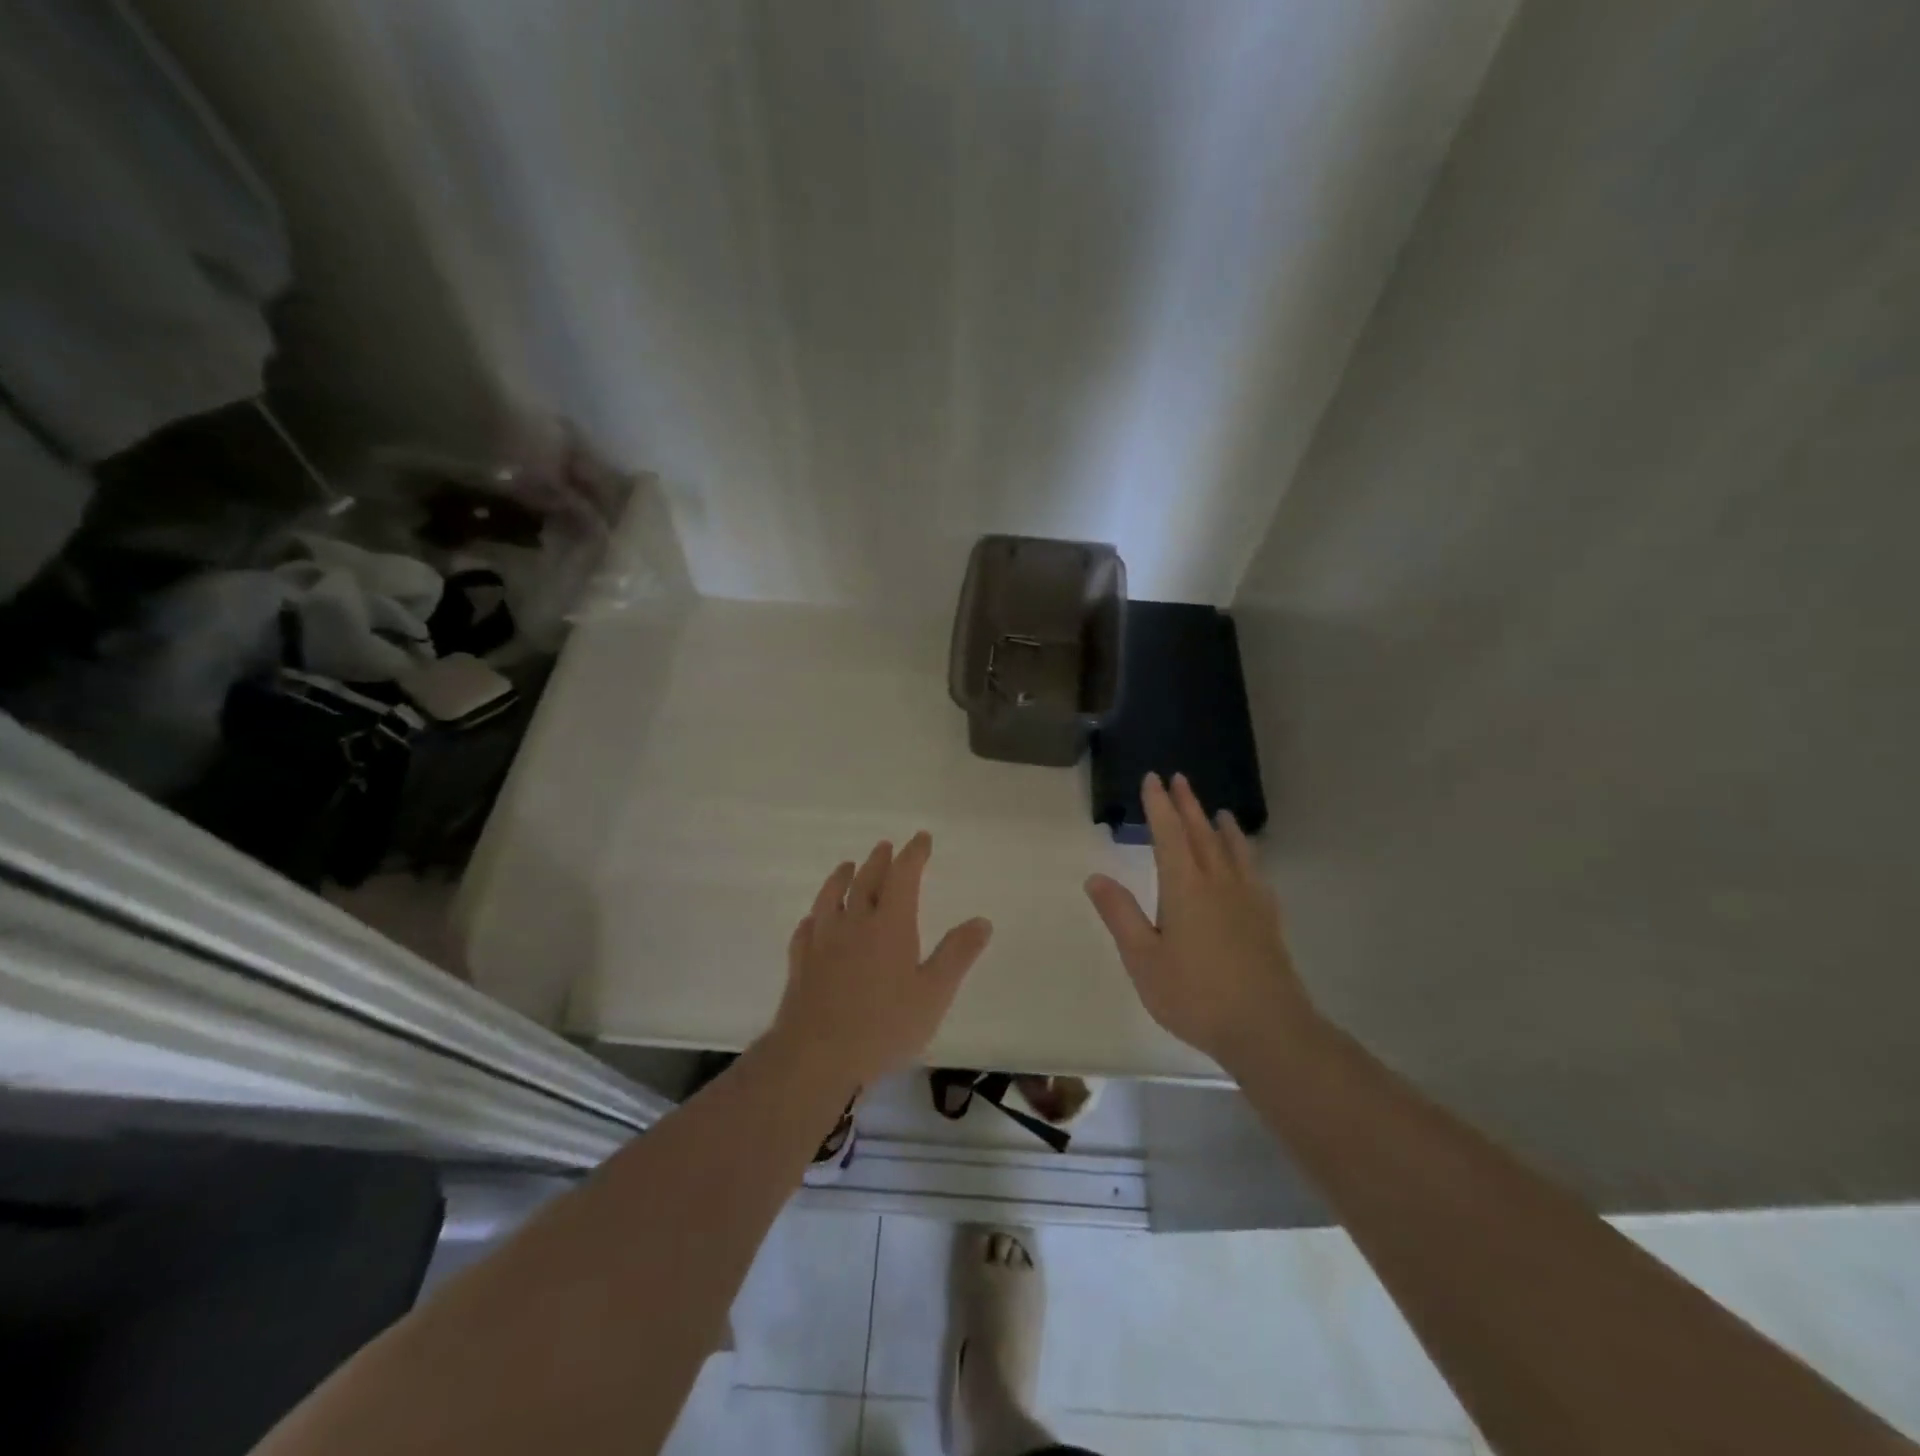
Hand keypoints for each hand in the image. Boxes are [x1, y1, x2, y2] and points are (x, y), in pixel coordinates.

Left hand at [772, 832, 993, 1090]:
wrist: (816, 1056)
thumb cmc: (884, 1026)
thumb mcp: (934, 994)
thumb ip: (957, 954)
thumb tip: (982, 920)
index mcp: (890, 924)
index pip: (903, 876)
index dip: (913, 854)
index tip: (921, 838)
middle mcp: (854, 922)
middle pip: (866, 880)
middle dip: (879, 861)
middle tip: (886, 846)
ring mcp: (822, 941)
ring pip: (831, 898)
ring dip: (841, 878)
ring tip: (847, 866)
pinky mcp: (800, 963)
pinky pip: (806, 929)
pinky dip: (814, 917)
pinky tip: (813, 920)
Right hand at [1085, 773, 1317, 1067]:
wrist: (1267, 1029)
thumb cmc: (1195, 995)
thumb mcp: (1143, 958)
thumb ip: (1120, 915)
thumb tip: (1095, 876)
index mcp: (1185, 888)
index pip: (1169, 834)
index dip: (1159, 805)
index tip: (1153, 779)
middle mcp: (1219, 884)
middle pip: (1202, 834)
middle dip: (1188, 806)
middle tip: (1180, 780)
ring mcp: (1248, 901)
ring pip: (1233, 851)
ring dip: (1222, 827)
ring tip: (1220, 812)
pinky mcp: (1267, 921)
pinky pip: (1255, 874)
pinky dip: (1247, 857)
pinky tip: (1248, 865)